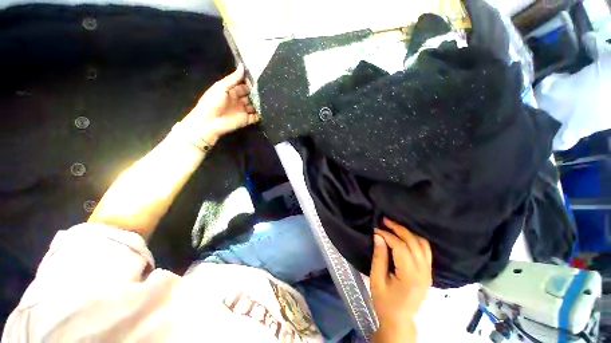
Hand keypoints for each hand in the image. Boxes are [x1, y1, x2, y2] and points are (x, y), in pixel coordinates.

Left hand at [182, 64, 259, 144]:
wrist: (210, 122)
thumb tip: (242, 66)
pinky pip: (255, 117)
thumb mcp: (221, 87)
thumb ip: (233, 78)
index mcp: (231, 92)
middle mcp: (238, 101)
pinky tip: (267, 110)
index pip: (243, 86)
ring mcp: (243, 111)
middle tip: (267, 89)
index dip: (250, 83)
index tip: (259, 79)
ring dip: (260, 103)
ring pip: (254, 106)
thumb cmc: (213, 102)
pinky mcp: (246, 120)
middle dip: (256, 93)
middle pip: (250, 96)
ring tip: (270, 99)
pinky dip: (261, 114)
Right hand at [371, 218, 431, 342]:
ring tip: (393, 226)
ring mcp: (428, 272)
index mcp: (410, 276)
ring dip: (408, 232)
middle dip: (398, 228)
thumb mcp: (376, 280)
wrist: (400, 320)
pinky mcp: (428, 272)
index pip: (401, 247)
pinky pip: (425, 250)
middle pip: (413, 242)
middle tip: (384, 221)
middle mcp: (423, 272)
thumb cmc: (385, 302)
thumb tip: (378, 236)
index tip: (376, 229)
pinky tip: (404, 236)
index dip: (387, 235)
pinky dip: (415, 239)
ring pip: (422, 244)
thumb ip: (379, 257)